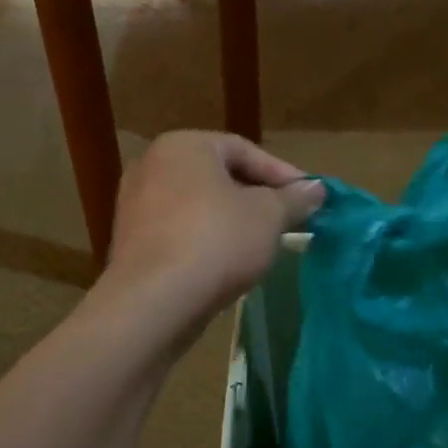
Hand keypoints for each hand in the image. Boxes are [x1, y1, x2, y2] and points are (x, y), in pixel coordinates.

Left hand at [103, 131, 323, 317]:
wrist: (154, 301)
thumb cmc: (217, 241)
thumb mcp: (269, 216)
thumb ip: (294, 198)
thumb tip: (316, 189)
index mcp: (184, 145)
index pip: (244, 150)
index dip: (283, 174)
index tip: (310, 198)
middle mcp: (152, 165)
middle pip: (219, 176)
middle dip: (257, 198)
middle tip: (289, 220)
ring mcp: (136, 204)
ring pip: (199, 205)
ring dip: (233, 220)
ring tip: (263, 243)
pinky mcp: (131, 241)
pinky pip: (180, 231)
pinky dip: (206, 239)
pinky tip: (228, 263)